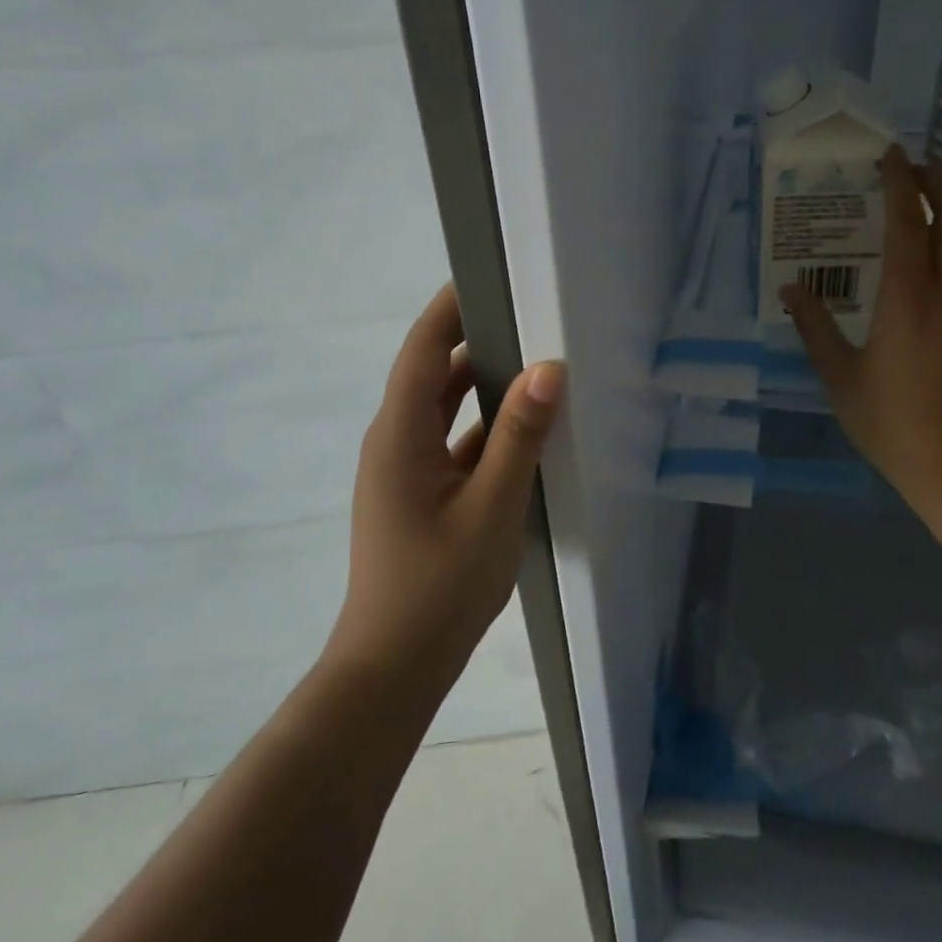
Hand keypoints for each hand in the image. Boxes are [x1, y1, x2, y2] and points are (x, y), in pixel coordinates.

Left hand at [331, 283, 564, 690]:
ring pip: (444, 409)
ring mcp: (405, 469)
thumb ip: (519, 435)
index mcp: (400, 433)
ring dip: (481, 384)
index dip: (450, 307)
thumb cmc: (438, 585)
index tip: (490, 274)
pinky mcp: (419, 493)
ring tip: (532, 359)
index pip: (422, 348)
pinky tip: (524, 429)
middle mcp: (395, 440)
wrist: (394, 667)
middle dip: (474, 339)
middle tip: (528, 313)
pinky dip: (483, 426)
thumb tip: (548, 368)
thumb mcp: (491, 506)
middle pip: (433, 372)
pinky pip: (452, 441)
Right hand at [781, 145, 941, 533]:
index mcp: (908, 298)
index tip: (891, 153)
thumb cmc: (893, 422)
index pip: (908, 223)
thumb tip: (790, 290)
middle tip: (913, 166)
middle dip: (938, 183)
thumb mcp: (840, 376)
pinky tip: (926, 264)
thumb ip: (815, 327)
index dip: (900, 183)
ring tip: (918, 206)